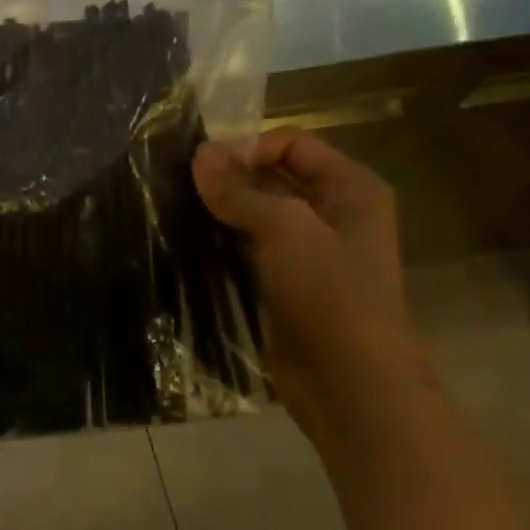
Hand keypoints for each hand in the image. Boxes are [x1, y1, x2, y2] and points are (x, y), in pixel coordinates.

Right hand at [192, 130, 431, 435]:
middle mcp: (334, 213)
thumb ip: (240, 190)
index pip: (292, 143)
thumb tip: (199, 155)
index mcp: (351, 189)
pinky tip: (189, 239)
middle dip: (230, 176)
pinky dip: (222, 241)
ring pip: (258, 213)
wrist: (352, 386)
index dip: (249, 147)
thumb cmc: (331, 295)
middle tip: (178, 182)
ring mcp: (310, 252)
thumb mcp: (286, 229)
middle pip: (273, 176)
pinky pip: (249, 249)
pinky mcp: (286, 284)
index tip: (203, 165)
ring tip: (176, 205)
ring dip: (222, 209)